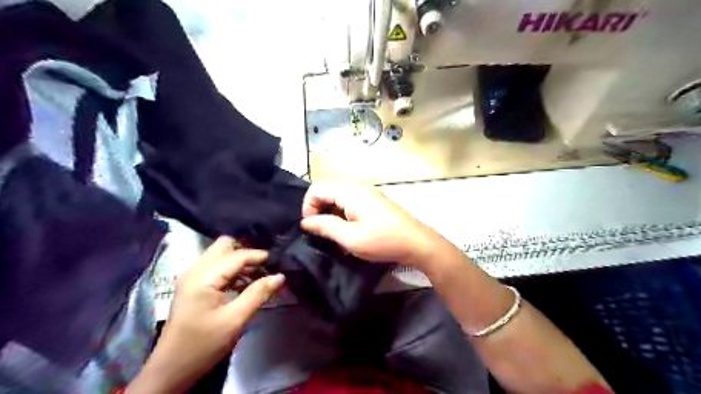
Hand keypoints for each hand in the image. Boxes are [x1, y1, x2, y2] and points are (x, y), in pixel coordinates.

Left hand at [127, 238, 284, 393]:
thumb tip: (280, 276)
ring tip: (259, 274)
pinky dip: (231, 270)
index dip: (258, 256)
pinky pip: (215, 267)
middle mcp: (195, 270)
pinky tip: (244, 283)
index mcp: (203, 277)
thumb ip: (258, 294)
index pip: (236, 255)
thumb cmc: (203, 345)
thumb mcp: (235, 320)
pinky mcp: (192, 286)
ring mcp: (191, 277)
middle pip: (224, 246)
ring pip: (219, 255)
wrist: (170, 370)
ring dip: (239, 261)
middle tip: (265, 266)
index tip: (278, 261)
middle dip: (246, 252)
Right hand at [299, 182, 441, 267]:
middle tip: (320, 230)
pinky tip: (347, 228)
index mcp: (352, 193)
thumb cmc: (384, 242)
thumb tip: (306, 222)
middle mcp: (359, 187)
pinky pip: (350, 200)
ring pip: (338, 194)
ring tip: (332, 232)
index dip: (308, 206)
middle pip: (327, 189)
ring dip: (330, 210)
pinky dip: (341, 211)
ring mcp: (368, 193)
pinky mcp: (374, 200)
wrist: (418, 243)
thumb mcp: (352, 239)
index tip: (311, 227)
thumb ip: (327, 227)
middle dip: (318, 208)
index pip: (317, 188)